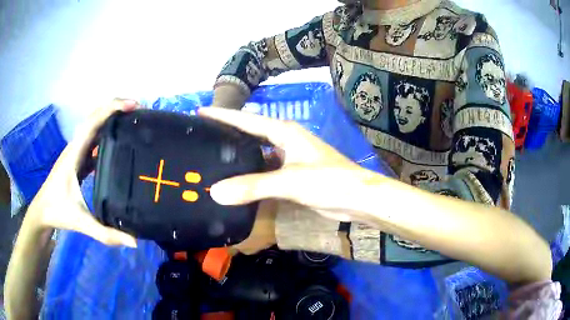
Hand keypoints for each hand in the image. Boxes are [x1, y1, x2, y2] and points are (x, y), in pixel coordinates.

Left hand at [27, 100, 138, 247]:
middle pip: (95, 116)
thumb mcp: (81, 223)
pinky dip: (105, 134)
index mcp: (74, 153)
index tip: (133, 106)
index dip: (112, 108)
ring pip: (94, 126)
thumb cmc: (58, 211)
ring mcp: (76, 151)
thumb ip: (106, 233)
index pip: (93, 122)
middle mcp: (75, 146)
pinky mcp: (78, 159)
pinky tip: (116, 143)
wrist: (42, 211)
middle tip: (138, 110)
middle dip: (115, 107)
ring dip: (111, 118)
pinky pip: (93, 140)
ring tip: (131, 121)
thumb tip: (134, 241)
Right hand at [199, 107, 376, 221]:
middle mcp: (285, 141)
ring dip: (239, 157)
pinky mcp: (292, 175)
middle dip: (228, 135)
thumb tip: (216, 192)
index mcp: (284, 131)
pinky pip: (265, 172)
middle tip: (202, 138)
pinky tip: (237, 182)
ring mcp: (289, 158)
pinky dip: (251, 176)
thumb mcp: (289, 181)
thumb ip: (253, 186)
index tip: (200, 113)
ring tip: (214, 160)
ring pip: (257, 155)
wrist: (357, 199)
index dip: (223, 116)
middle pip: (250, 134)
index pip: (246, 120)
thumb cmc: (329, 181)